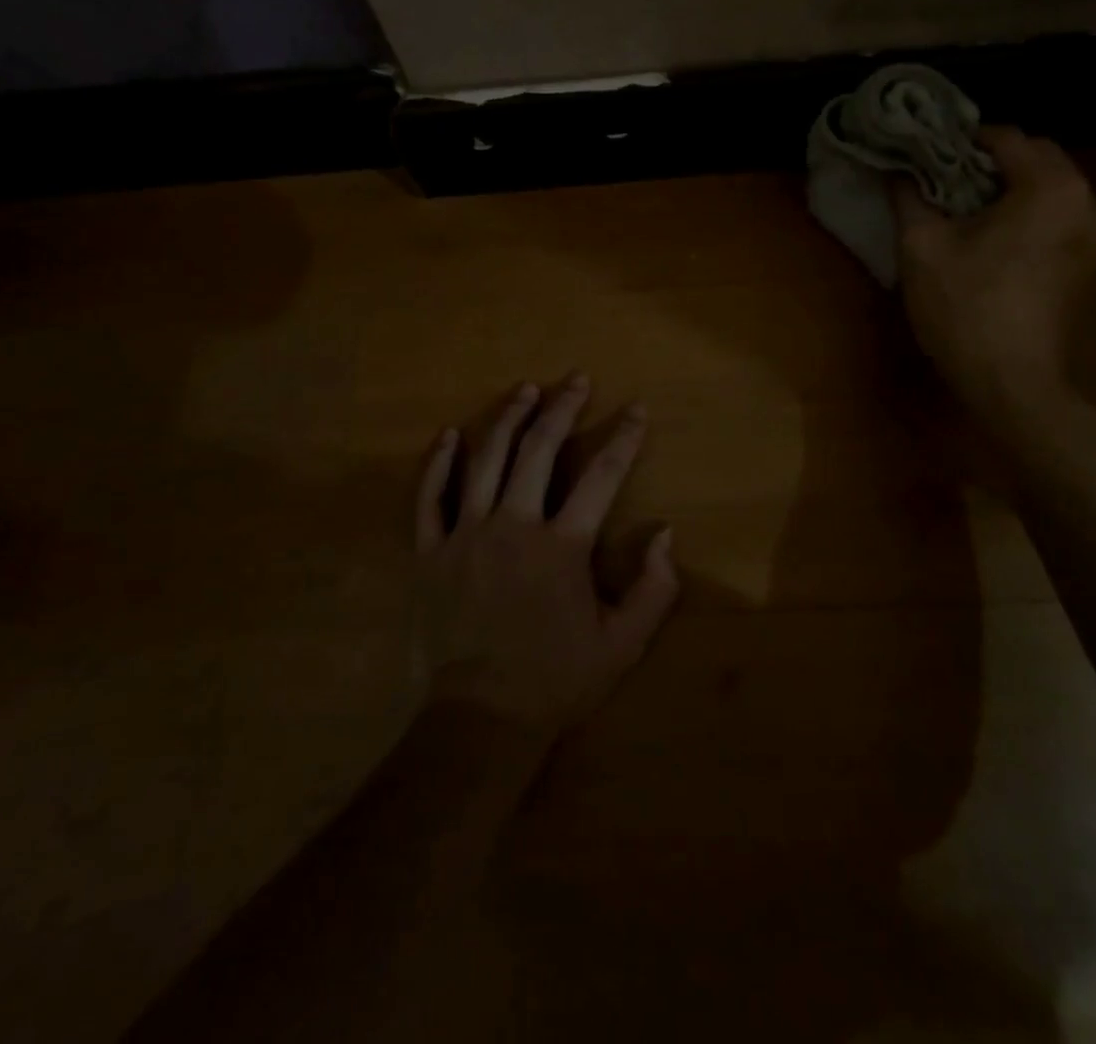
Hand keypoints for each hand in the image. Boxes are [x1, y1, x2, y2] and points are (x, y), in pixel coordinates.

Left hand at [413, 375, 679, 741]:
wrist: (481, 717)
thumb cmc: (556, 679)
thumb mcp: (622, 644)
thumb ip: (653, 589)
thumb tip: (665, 535)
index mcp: (562, 546)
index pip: (602, 476)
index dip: (624, 438)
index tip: (636, 410)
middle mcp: (514, 525)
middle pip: (539, 450)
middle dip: (563, 408)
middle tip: (576, 379)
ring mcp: (466, 533)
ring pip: (485, 460)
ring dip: (507, 419)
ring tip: (524, 389)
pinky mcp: (430, 550)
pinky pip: (430, 497)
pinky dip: (438, 463)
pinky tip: (448, 434)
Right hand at [891, 128, 1095, 420]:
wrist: (1009, 380)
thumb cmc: (963, 307)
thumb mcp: (922, 247)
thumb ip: (909, 196)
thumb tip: (896, 170)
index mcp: (1051, 187)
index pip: (1005, 137)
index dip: (960, 141)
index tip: (927, 154)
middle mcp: (1088, 201)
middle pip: (1035, 159)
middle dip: (988, 163)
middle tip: (942, 182)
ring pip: (1048, 189)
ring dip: (1009, 189)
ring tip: (964, 210)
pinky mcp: (1091, 263)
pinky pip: (1057, 218)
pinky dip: (1026, 215)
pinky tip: (992, 239)